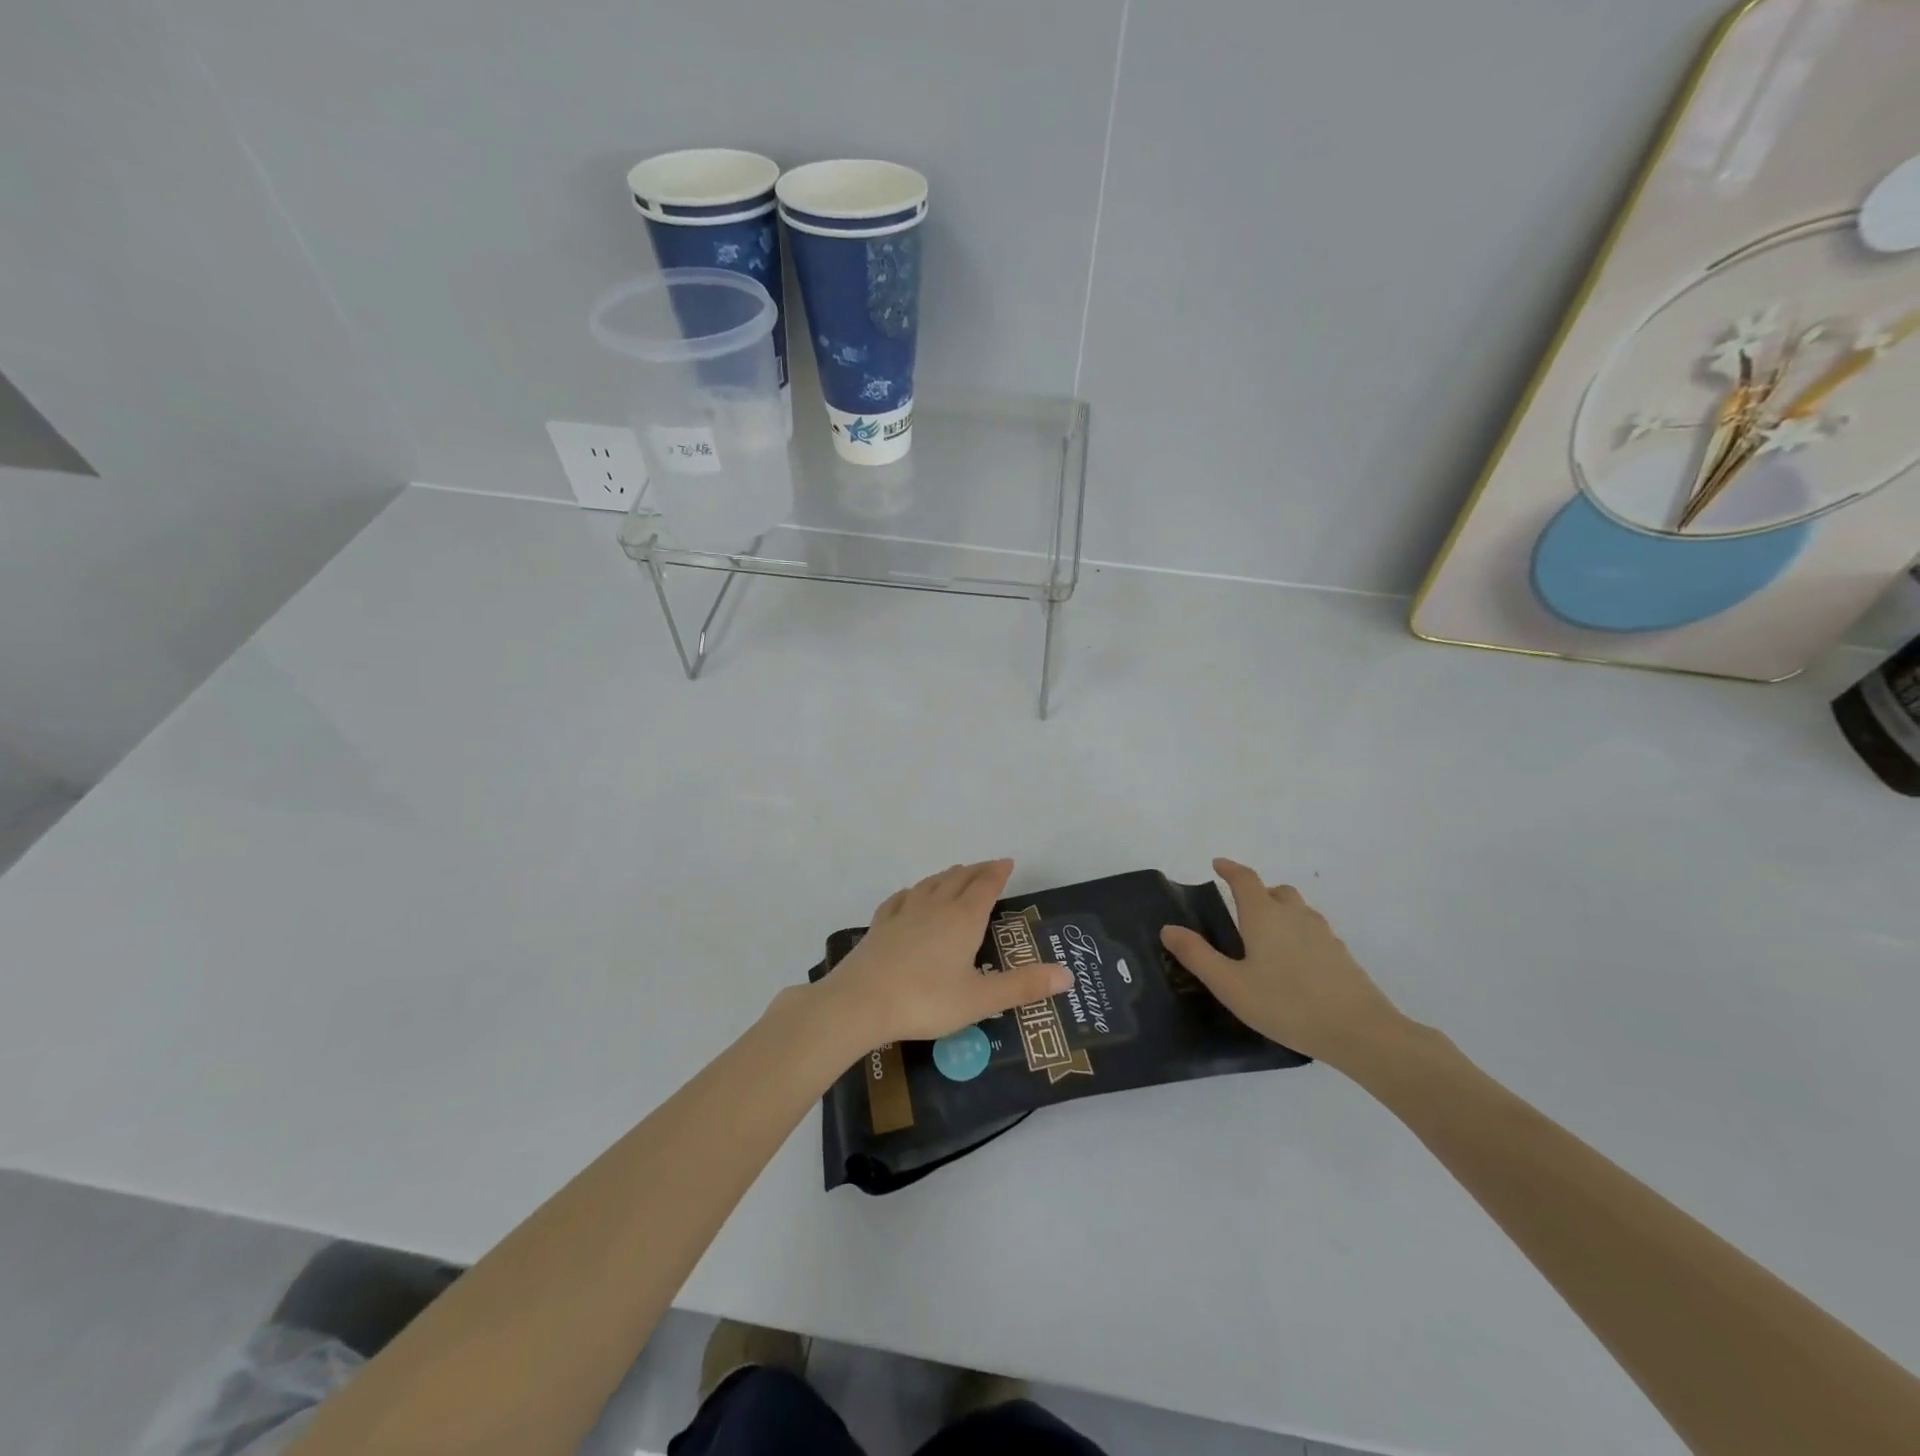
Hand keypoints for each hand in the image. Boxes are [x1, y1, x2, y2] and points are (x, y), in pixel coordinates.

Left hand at [819, 860, 1071, 1051]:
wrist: (861, 1002)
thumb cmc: (927, 1000)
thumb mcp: (981, 999)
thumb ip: (1023, 986)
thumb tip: (1069, 975)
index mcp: (963, 919)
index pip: (985, 886)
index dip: (998, 873)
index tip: (1008, 862)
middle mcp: (935, 907)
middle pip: (959, 879)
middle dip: (976, 871)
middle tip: (988, 866)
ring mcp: (904, 913)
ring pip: (930, 884)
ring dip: (947, 875)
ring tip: (956, 872)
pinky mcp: (880, 925)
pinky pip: (900, 898)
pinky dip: (913, 891)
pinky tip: (911, 893)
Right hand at [1160, 858, 1410, 1070]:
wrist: (1359, 1032)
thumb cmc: (1286, 1004)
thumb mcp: (1230, 985)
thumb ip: (1197, 955)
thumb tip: (1168, 928)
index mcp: (1264, 915)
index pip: (1245, 879)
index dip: (1229, 869)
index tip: (1217, 864)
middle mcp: (1294, 915)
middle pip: (1275, 891)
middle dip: (1257, 892)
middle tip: (1241, 910)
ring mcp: (1323, 933)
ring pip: (1298, 910)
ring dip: (1280, 912)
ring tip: (1266, 939)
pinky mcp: (1341, 955)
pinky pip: (1313, 932)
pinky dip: (1299, 934)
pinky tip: (1294, 964)